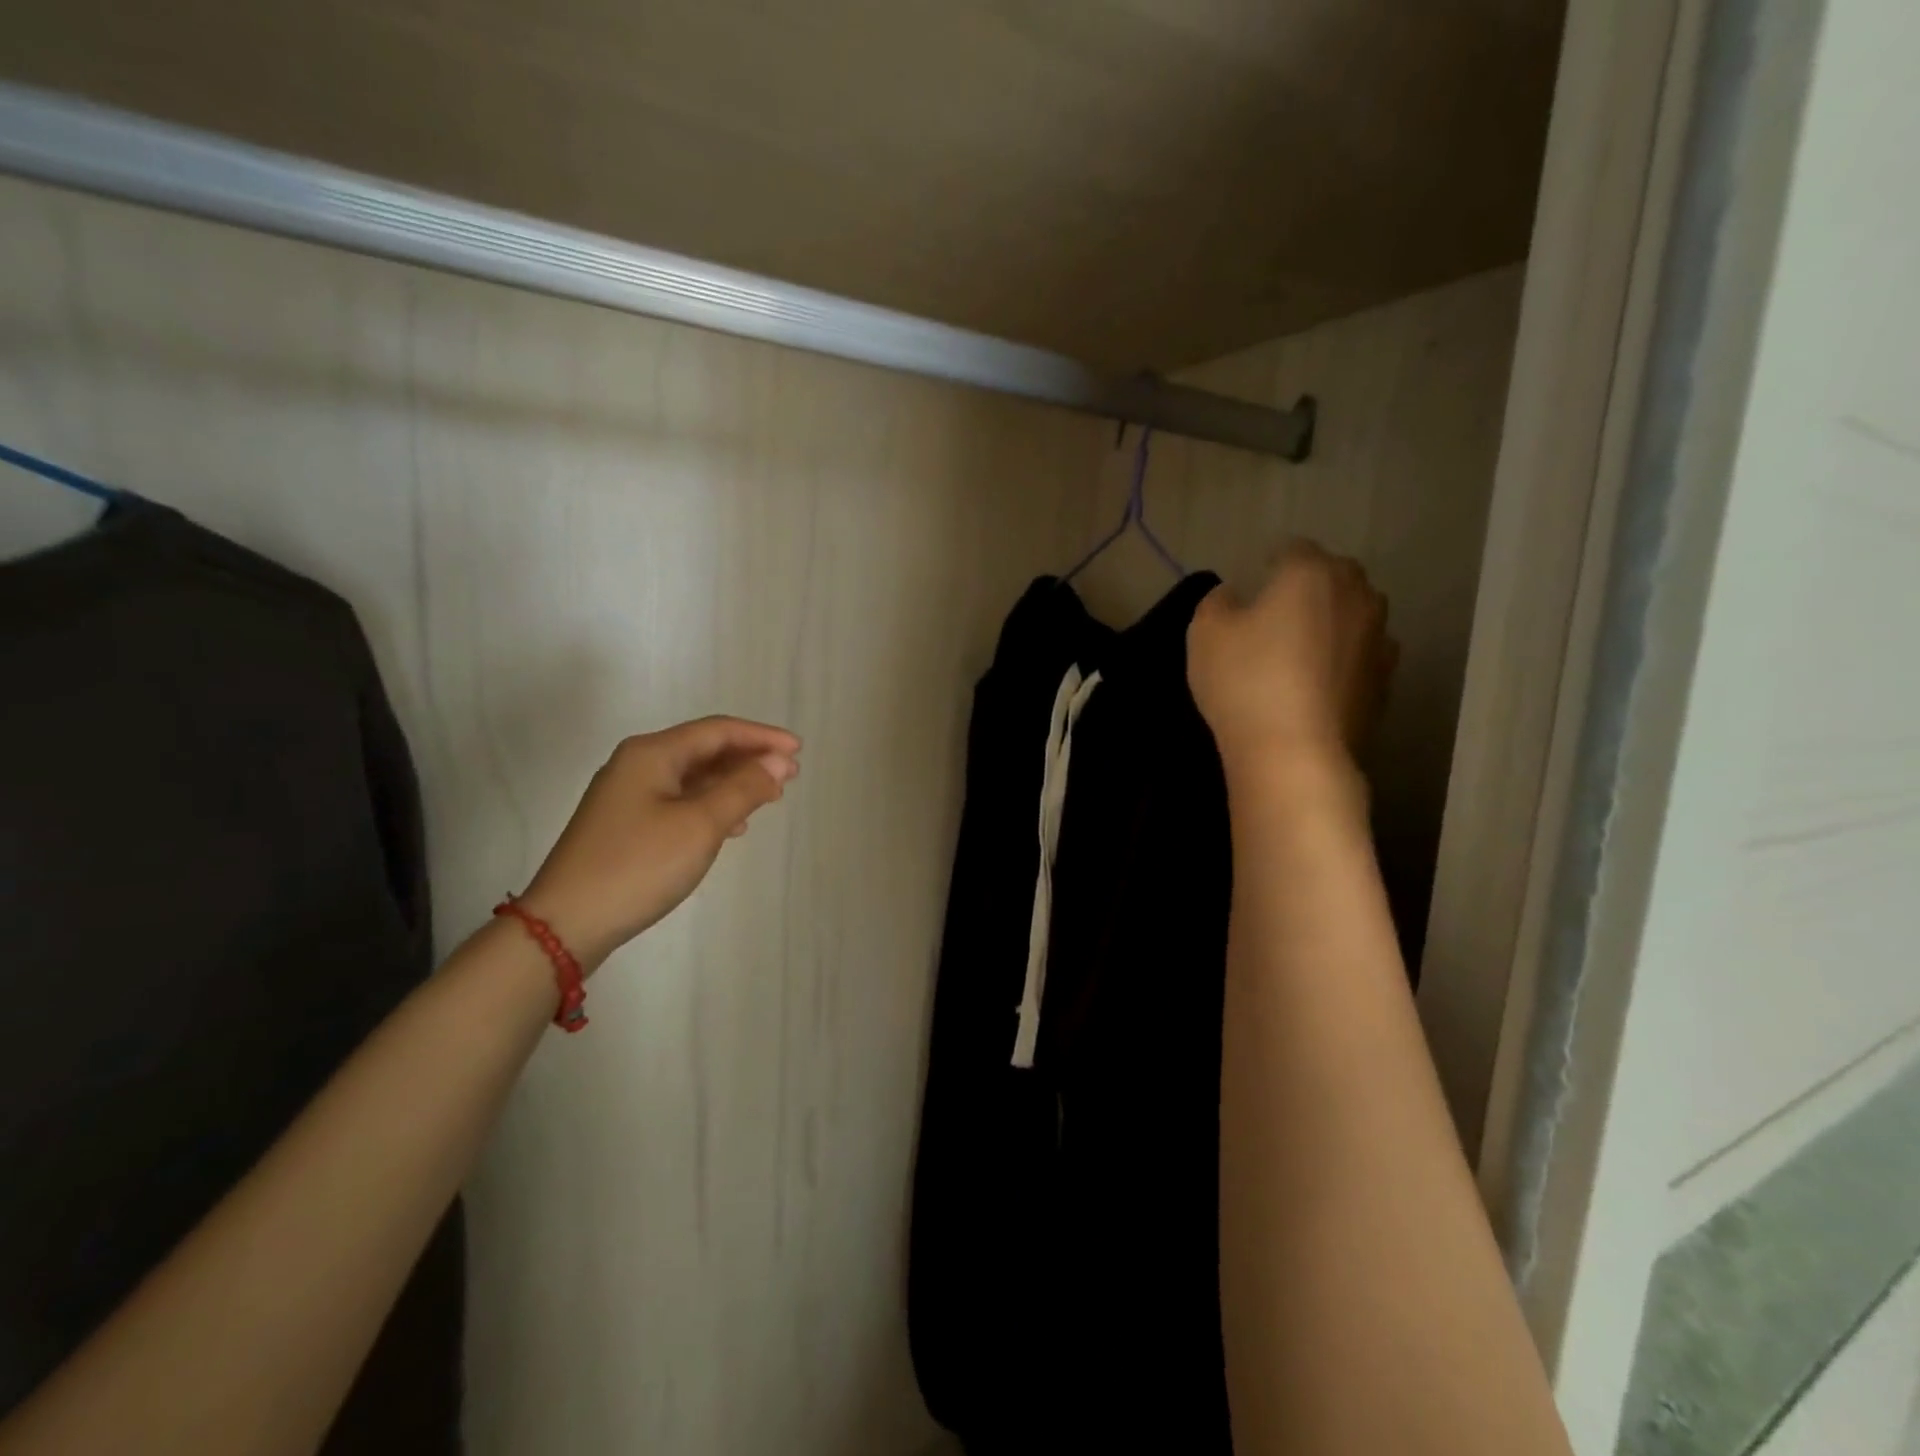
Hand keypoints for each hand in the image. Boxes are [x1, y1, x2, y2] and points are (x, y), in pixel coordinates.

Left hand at [517, 717, 800, 971]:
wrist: (565, 923)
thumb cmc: (639, 865)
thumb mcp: (700, 825)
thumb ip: (743, 788)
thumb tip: (777, 762)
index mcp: (652, 753)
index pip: (718, 731)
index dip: (762, 737)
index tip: (799, 751)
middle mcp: (637, 764)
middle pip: (704, 750)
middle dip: (750, 759)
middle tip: (790, 776)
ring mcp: (627, 795)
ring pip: (692, 777)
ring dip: (733, 783)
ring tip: (769, 798)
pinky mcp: (625, 824)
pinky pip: (679, 800)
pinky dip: (711, 805)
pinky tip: (731, 827)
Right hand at [1188, 540, 1396, 784]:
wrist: (1295, 753)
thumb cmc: (1244, 681)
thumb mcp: (1205, 633)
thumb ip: (1217, 602)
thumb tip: (1234, 596)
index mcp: (1312, 573)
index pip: (1293, 550)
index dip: (1269, 565)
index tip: (1252, 588)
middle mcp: (1356, 596)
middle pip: (1333, 578)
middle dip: (1308, 590)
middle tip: (1274, 618)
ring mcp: (1379, 641)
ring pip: (1353, 618)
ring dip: (1330, 626)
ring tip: (1299, 655)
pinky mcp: (1385, 683)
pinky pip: (1360, 658)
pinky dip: (1342, 663)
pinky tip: (1316, 687)